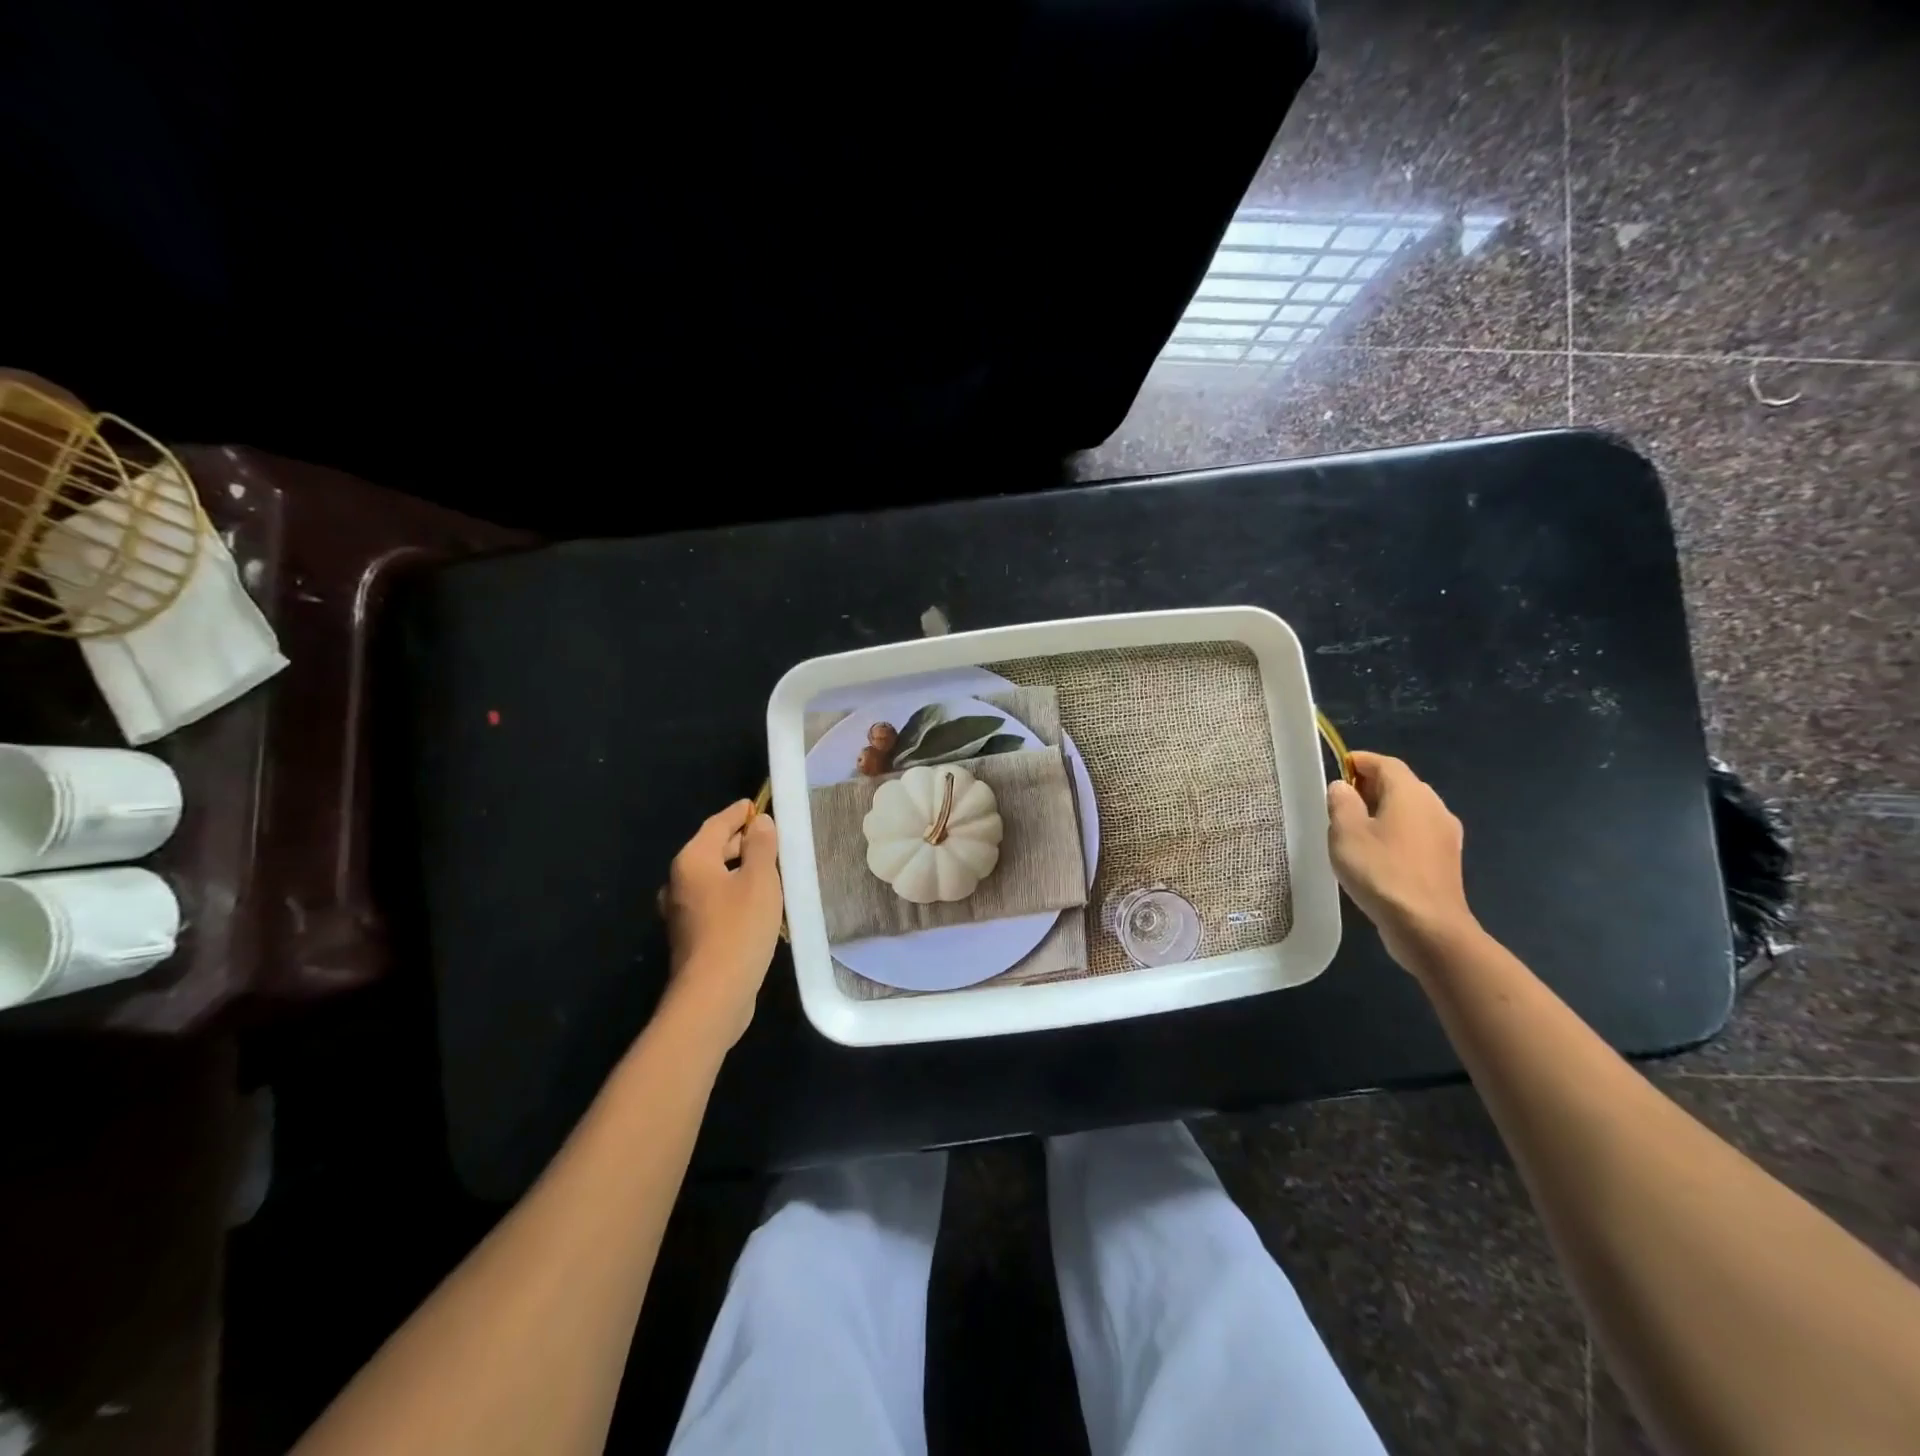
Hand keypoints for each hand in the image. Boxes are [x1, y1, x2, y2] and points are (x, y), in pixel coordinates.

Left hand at [660, 800, 782, 1048]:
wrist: (713, 994)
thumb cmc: (739, 929)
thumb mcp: (760, 881)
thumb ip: (761, 847)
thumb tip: (760, 822)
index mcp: (692, 861)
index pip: (716, 825)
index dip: (738, 813)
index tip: (756, 805)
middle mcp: (679, 882)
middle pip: (711, 850)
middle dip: (739, 841)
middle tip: (769, 837)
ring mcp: (681, 911)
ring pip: (713, 877)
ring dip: (738, 869)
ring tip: (768, 868)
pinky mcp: (690, 935)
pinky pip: (713, 900)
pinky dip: (732, 892)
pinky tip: (755, 903)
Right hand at [1326, 752, 1477, 972]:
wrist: (1428, 927)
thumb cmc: (1381, 872)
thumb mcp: (1346, 833)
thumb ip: (1341, 803)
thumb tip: (1343, 787)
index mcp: (1410, 793)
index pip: (1385, 763)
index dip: (1360, 761)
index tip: (1337, 768)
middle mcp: (1434, 806)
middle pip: (1400, 784)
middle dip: (1370, 786)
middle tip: (1340, 800)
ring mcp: (1445, 835)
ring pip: (1410, 810)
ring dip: (1383, 810)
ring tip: (1353, 828)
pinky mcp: (1446, 860)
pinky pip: (1417, 832)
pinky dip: (1396, 831)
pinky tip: (1377, 853)